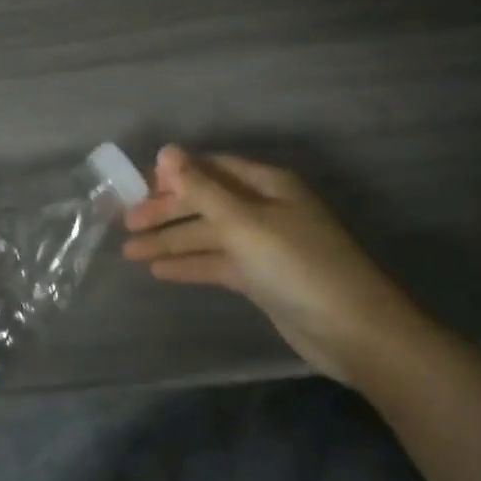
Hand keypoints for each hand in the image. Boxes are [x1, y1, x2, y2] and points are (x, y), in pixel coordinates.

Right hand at [123, 145, 427, 383]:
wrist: (353, 330)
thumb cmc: (297, 265)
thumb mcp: (244, 222)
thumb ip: (202, 188)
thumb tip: (167, 150)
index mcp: (267, 184)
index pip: (213, 168)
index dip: (176, 175)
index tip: (138, 186)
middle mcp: (265, 209)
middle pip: (206, 202)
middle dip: (167, 211)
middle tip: (128, 223)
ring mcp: (264, 245)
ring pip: (208, 235)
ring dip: (171, 241)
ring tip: (130, 251)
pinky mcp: (261, 278)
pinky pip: (217, 263)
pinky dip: (190, 265)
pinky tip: (159, 271)